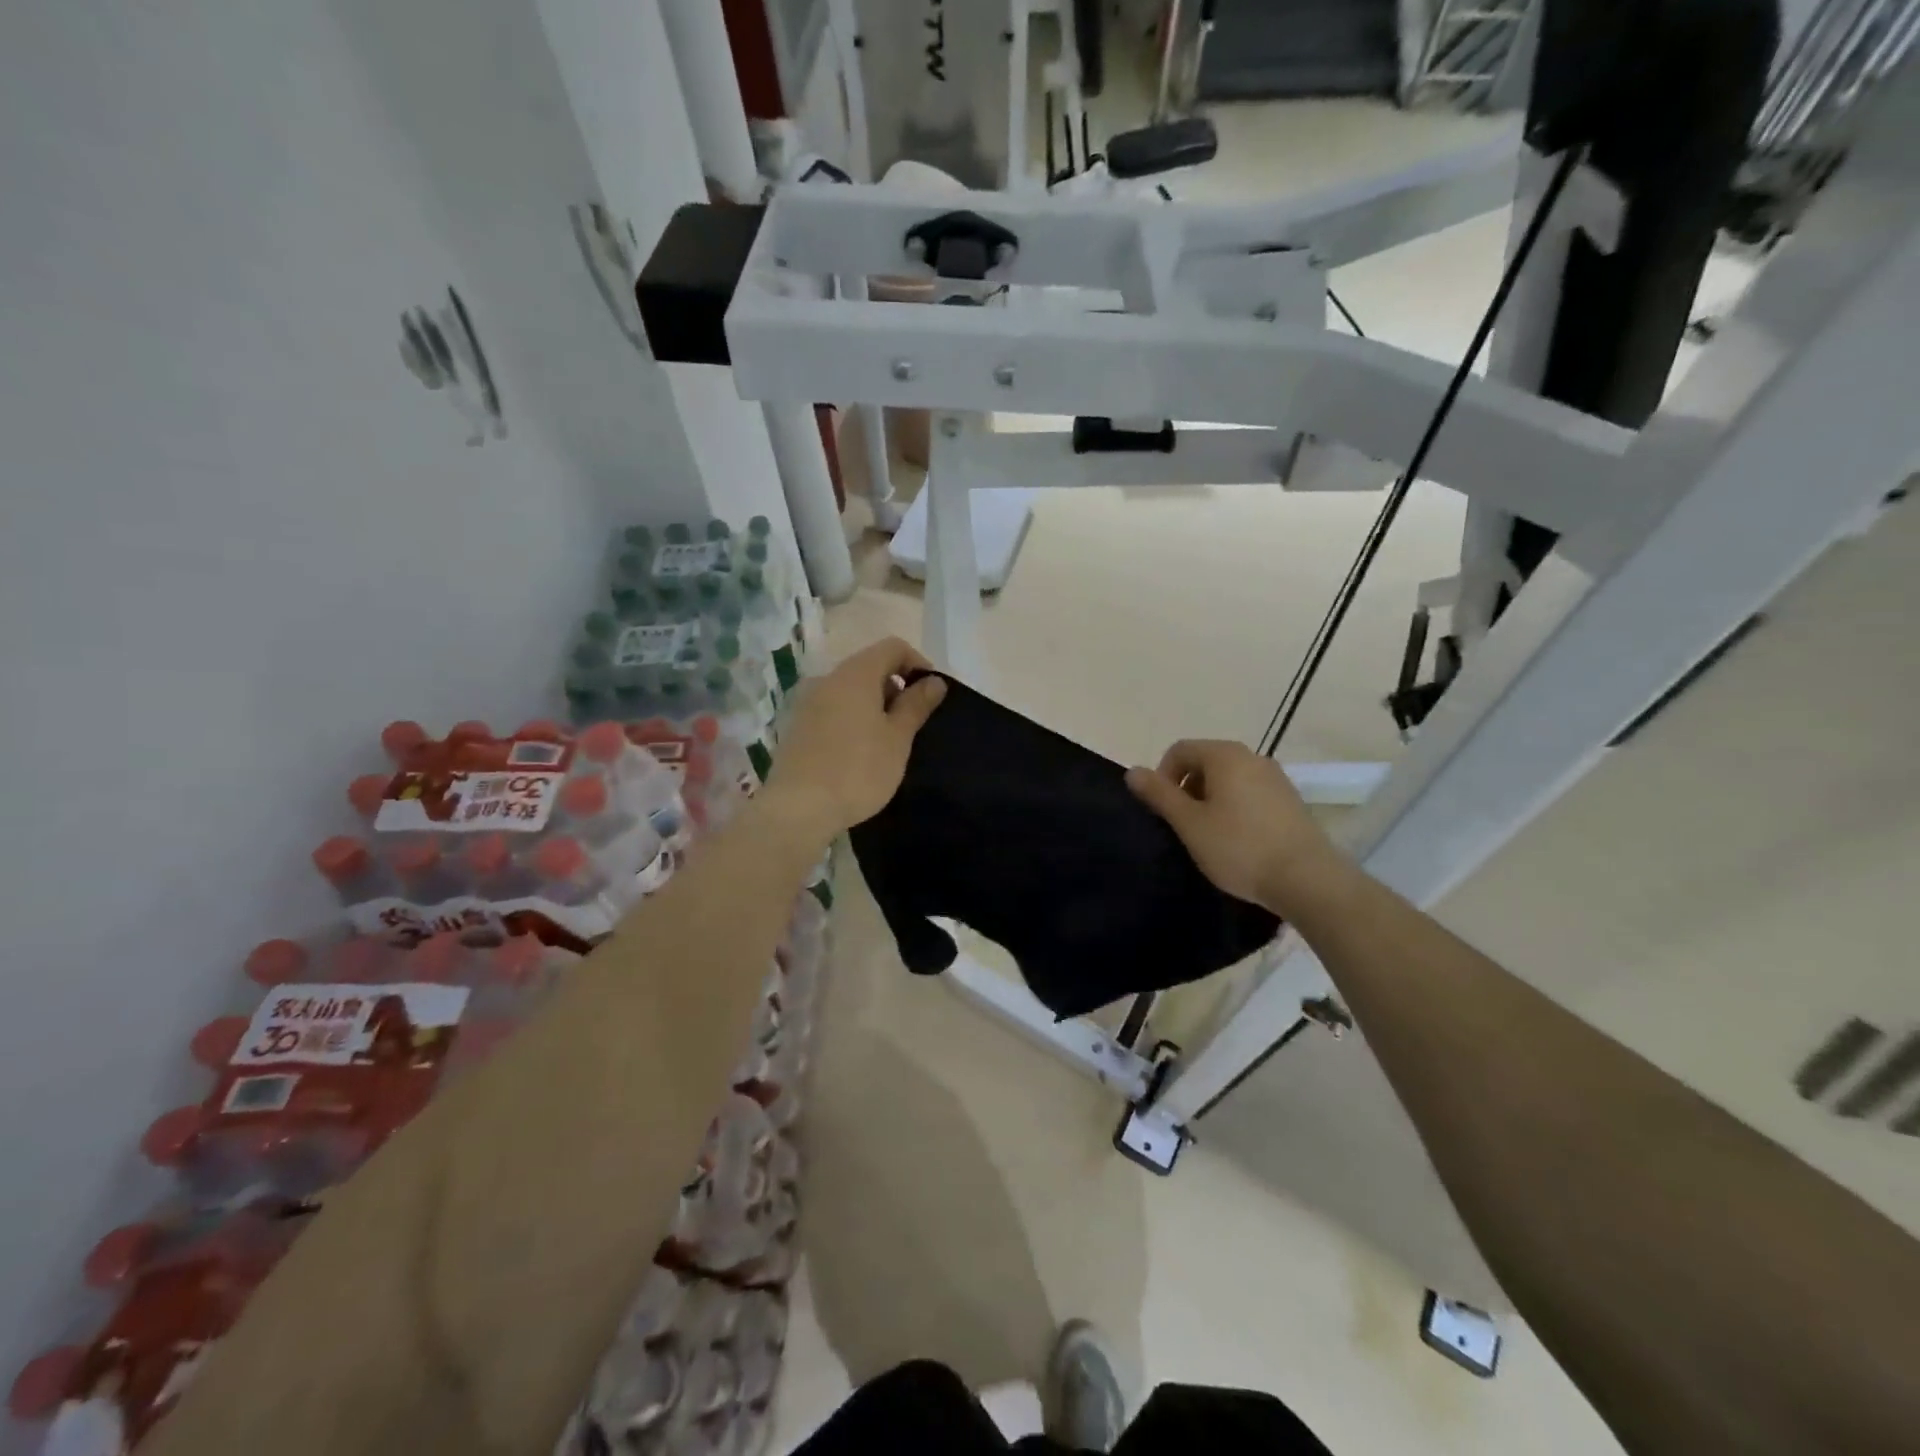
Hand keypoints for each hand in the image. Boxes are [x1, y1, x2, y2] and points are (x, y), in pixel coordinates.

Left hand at [762, 637, 946, 842]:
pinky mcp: (797, 726)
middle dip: (895, 686)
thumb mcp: (898, 739)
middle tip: (912, 722)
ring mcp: (807, 702)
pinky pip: (832, 710)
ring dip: (873, 704)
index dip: (917, 663)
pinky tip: (859, 751)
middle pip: (869, 666)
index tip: (930, 695)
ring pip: (849, 690)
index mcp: (855, 674)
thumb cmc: (858, 770)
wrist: (798, 808)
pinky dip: (852, 719)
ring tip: (888, 740)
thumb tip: (934, 682)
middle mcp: (827, 679)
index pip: (892, 647)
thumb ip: (916, 705)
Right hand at [1125, 740, 1345, 916]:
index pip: (1180, 750)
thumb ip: (1159, 794)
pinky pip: (1250, 794)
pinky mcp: (1291, 801)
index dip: (1162, 776)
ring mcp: (1276, 778)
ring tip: (1209, 836)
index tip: (1162, 810)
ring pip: (1229, 779)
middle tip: (1183, 826)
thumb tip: (1132, 771)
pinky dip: (1235, 809)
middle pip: (1205, 761)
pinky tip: (1238, 841)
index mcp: (1225, 755)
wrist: (1308, 880)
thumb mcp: (1189, 824)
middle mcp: (1253, 757)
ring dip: (1210, 800)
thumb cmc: (1239, 848)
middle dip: (1187, 788)